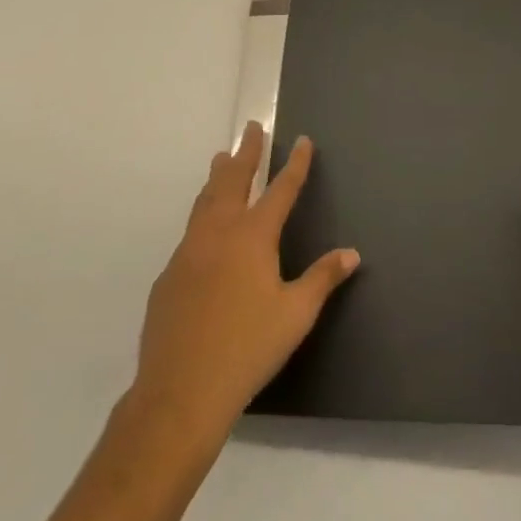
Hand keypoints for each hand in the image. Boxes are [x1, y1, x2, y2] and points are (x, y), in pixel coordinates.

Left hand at [133, 122, 359, 434]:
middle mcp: (219, 232)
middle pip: (234, 180)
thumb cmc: (248, 349)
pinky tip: (202, 229)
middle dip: (246, 152)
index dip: (295, 164)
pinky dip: (201, 215)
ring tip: (221, 158)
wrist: (180, 392)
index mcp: (253, 237)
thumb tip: (351, 253)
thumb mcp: (295, 315)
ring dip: (218, 176)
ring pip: (205, 200)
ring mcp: (189, 252)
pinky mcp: (169, 276)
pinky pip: (189, 233)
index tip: (302, 140)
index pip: (280, 189)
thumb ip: (322, 278)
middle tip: (251, 128)